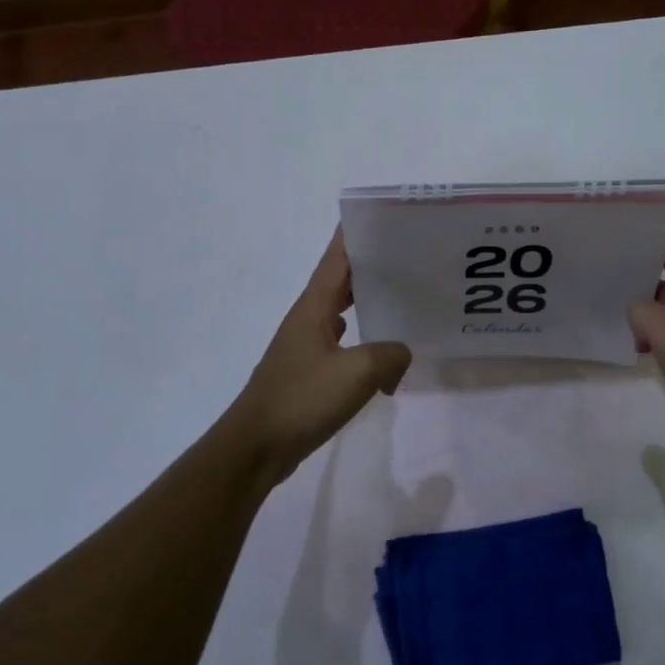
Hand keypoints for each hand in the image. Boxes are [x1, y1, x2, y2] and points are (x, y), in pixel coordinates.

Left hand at [230, 228, 411, 481]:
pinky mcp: (308, 372)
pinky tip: (381, 348)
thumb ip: (390, 354)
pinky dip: (364, 338)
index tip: (382, 216)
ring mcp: (306, 346)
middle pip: (341, 281)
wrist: (256, 447)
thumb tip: (401, 354)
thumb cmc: (303, 399)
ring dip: (367, 301)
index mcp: (314, 307)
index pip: (337, 258)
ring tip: (403, 296)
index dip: (356, 234)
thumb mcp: (359, 372)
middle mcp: (307, 319)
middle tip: (408, 255)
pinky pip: (343, 343)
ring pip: (342, 312)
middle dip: (370, 264)